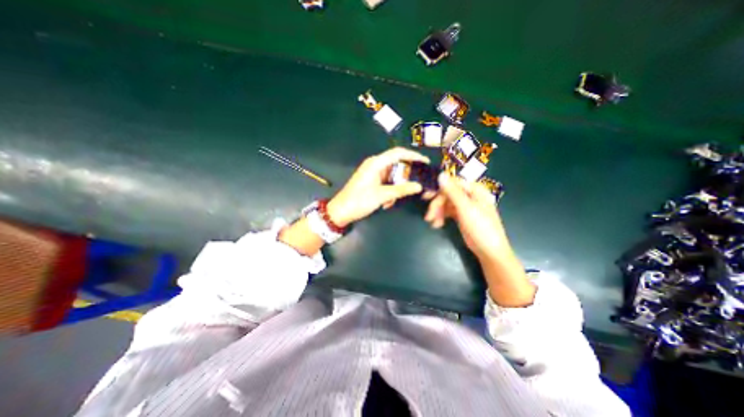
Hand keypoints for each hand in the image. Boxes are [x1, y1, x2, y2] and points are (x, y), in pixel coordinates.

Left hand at [326, 144, 430, 226]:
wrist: (341, 212)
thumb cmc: (359, 201)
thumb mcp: (382, 195)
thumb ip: (401, 190)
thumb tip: (419, 186)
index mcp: (376, 163)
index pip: (398, 153)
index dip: (413, 155)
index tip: (425, 162)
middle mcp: (375, 165)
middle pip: (396, 164)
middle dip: (405, 176)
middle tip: (416, 184)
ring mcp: (373, 173)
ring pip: (392, 176)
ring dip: (396, 188)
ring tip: (394, 201)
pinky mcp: (372, 181)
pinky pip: (386, 183)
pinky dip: (390, 191)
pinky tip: (387, 203)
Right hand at [424, 172, 534, 306]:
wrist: (489, 251)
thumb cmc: (481, 228)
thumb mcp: (466, 209)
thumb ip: (453, 192)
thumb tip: (440, 174)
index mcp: (475, 190)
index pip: (453, 183)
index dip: (438, 188)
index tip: (426, 196)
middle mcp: (470, 195)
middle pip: (448, 194)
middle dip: (437, 204)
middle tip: (428, 215)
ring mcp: (466, 206)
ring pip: (446, 203)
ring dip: (438, 211)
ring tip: (432, 222)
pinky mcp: (462, 215)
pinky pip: (448, 211)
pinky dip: (441, 216)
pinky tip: (437, 224)